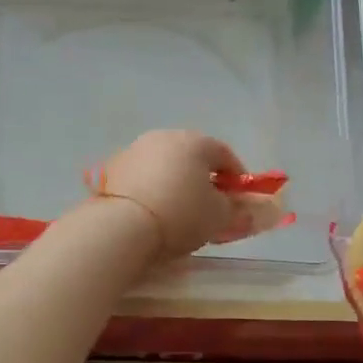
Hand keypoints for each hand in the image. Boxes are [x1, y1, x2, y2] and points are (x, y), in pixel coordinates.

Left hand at [94, 130, 247, 258]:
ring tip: (178, 208)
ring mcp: (136, 149)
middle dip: (204, 177)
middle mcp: (165, 136)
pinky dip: (152, 187)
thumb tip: (249, 208)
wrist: (122, 226)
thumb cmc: (181, 215)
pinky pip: (143, 175)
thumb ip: (239, 210)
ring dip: (176, 180)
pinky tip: (153, 209)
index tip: (240, 198)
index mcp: (196, 142)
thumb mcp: (219, 217)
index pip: (225, 154)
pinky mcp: (113, 167)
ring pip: (166, 163)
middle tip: (210, 204)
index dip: (237, 176)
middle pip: (193, 155)